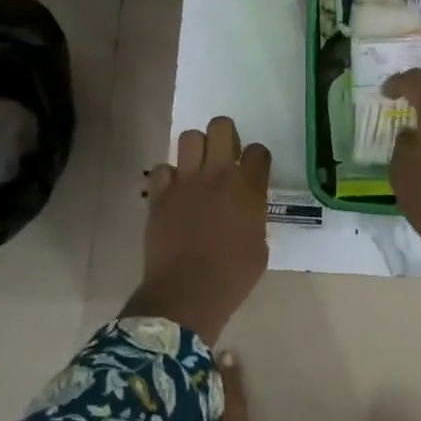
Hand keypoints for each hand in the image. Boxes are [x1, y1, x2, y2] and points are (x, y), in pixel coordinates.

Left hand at [124, 116, 270, 343]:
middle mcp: (218, 175)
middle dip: (225, 135)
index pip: (258, 151)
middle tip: (223, 155)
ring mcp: (186, 181)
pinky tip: (172, 191)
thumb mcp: (259, 248)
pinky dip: (167, 176)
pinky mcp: (160, 194)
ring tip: (196, 168)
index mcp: (248, 188)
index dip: (256, 158)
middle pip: (221, 126)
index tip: (252, 170)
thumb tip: (247, 213)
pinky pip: (162, 168)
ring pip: (189, 137)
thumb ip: (254, 219)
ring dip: (195, 149)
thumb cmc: (232, 277)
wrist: (187, 293)